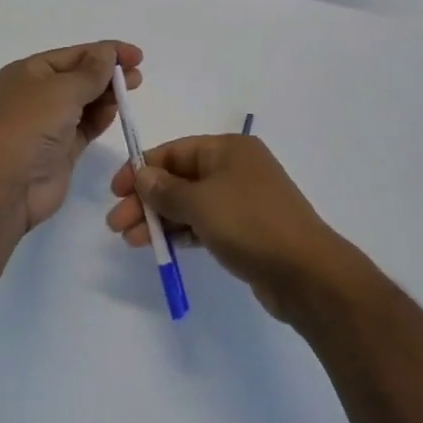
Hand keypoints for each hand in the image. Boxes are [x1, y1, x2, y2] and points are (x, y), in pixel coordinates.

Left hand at [0, 41, 142, 232]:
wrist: (5, 186)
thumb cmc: (29, 126)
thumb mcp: (62, 90)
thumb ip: (91, 72)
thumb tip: (108, 53)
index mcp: (27, 72)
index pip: (72, 55)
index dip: (104, 52)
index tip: (136, 55)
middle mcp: (36, 95)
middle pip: (79, 77)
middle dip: (108, 74)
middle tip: (138, 75)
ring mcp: (47, 124)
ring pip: (84, 102)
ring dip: (106, 95)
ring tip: (132, 90)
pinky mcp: (60, 150)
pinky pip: (85, 127)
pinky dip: (101, 117)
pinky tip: (116, 111)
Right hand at [106, 135, 348, 321]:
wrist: (307, 273)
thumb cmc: (250, 224)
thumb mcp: (201, 202)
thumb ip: (166, 190)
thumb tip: (143, 175)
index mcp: (228, 149)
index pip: (175, 151)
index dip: (142, 168)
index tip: (115, 191)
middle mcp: (235, 169)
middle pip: (180, 178)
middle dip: (147, 199)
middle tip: (117, 224)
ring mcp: (242, 201)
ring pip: (190, 204)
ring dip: (159, 219)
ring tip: (130, 240)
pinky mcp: (245, 231)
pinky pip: (204, 224)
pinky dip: (181, 232)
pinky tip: (159, 247)